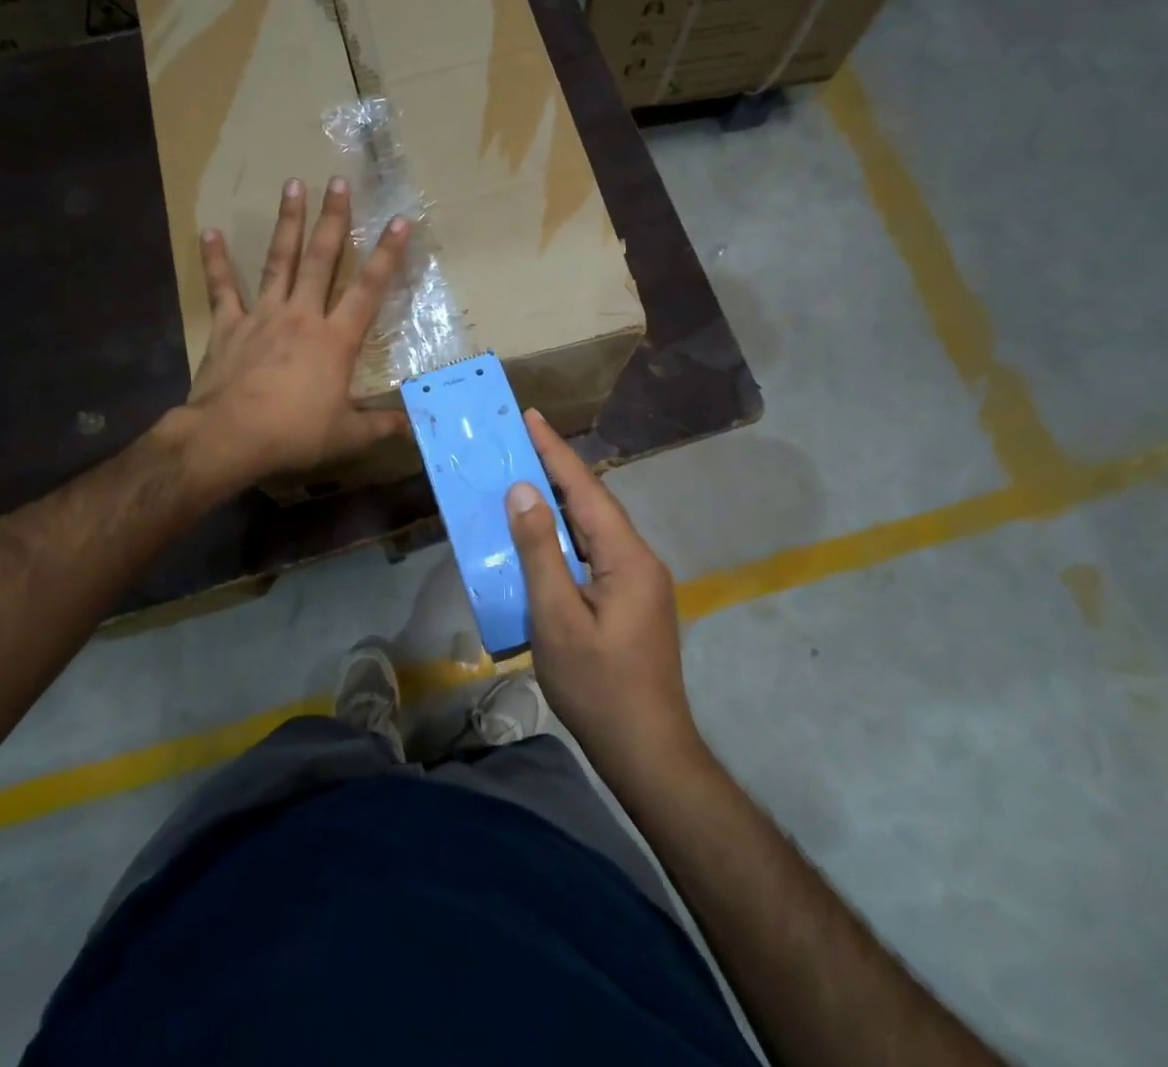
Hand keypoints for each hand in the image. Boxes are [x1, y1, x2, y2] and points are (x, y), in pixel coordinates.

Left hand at [182, 177, 410, 490]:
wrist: (230, 436)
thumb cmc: (294, 433)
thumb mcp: (346, 434)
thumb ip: (381, 425)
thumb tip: (414, 426)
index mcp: (336, 339)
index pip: (369, 289)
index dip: (387, 254)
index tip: (399, 220)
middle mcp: (303, 315)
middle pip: (322, 260)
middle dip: (333, 219)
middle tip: (338, 182)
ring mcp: (263, 315)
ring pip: (280, 261)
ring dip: (288, 223)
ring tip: (292, 185)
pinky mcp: (229, 325)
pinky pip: (223, 288)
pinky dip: (216, 261)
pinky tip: (209, 232)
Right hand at [506, 412, 704, 786]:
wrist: (647, 751)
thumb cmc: (597, 686)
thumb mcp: (557, 618)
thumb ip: (540, 551)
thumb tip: (524, 491)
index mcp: (627, 556)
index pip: (586, 490)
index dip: (555, 452)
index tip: (531, 416)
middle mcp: (640, 559)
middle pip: (594, 504)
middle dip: (557, 471)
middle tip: (519, 443)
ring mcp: (640, 582)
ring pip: (596, 530)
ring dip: (562, 504)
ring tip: (526, 479)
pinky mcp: (632, 602)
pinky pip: (596, 554)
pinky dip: (568, 537)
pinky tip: (546, 538)